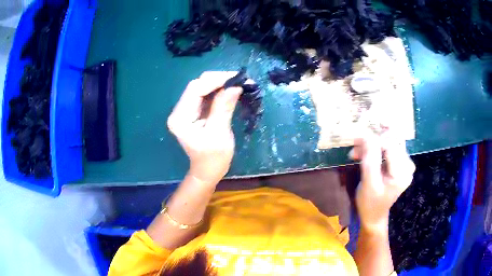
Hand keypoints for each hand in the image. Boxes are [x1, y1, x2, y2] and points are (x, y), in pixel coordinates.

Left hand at [167, 72, 241, 185]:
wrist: (207, 171)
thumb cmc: (213, 159)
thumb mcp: (219, 134)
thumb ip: (223, 108)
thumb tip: (235, 86)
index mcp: (180, 118)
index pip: (195, 89)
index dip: (216, 80)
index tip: (236, 78)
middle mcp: (179, 110)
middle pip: (198, 85)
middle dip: (219, 80)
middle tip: (240, 79)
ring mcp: (185, 110)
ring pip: (203, 88)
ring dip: (221, 84)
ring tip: (239, 83)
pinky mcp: (193, 111)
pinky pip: (206, 95)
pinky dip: (219, 91)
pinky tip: (231, 90)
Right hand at [352, 132, 414, 232]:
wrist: (374, 215)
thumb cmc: (370, 203)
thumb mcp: (368, 183)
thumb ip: (370, 160)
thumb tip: (367, 135)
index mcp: (402, 173)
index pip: (390, 145)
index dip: (374, 140)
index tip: (357, 141)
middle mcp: (407, 165)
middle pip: (391, 141)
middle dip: (372, 140)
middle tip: (355, 144)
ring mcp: (405, 163)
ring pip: (389, 141)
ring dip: (372, 143)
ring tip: (356, 151)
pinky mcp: (399, 163)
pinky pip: (388, 147)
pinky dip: (375, 148)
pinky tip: (364, 153)